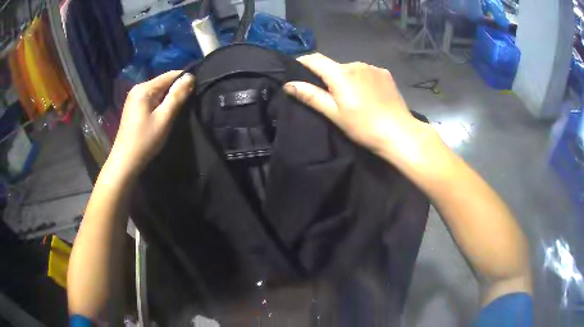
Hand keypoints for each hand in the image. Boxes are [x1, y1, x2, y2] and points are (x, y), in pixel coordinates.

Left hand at [108, 71, 195, 177]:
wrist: (125, 162)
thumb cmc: (145, 140)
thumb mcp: (164, 118)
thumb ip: (177, 96)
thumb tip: (190, 76)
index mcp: (144, 88)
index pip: (170, 75)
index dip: (185, 80)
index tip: (197, 90)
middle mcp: (138, 88)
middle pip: (164, 82)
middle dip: (177, 90)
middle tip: (189, 103)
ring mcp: (134, 98)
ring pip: (159, 91)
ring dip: (169, 98)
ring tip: (179, 109)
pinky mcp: (134, 107)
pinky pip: (152, 99)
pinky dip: (161, 103)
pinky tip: (165, 113)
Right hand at [283, 53, 431, 164]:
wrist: (400, 133)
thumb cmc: (364, 127)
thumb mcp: (334, 114)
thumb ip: (311, 96)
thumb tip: (288, 85)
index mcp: (341, 73)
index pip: (315, 59)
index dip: (303, 62)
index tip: (296, 71)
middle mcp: (356, 64)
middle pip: (333, 65)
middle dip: (327, 76)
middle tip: (328, 96)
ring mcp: (373, 68)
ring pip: (350, 69)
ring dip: (345, 78)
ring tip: (351, 98)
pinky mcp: (385, 74)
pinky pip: (366, 73)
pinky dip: (361, 80)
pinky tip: (367, 95)